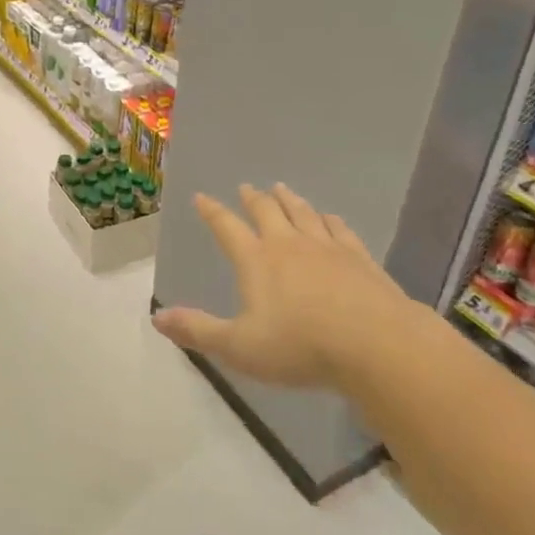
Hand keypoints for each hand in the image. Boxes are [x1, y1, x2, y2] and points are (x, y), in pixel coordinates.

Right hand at [152, 184, 420, 388]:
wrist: (377, 345)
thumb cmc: (301, 347)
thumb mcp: (239, 347)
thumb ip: (198, 331)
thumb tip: (157, 317)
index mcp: (257, 260)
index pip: (227, 227)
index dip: (213, 212)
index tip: (202, 197)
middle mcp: (289, 244)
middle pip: (267, 211)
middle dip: (253, 199)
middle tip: (247, 187)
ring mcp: (328, 247)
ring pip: (303, 213)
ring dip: (289, 200)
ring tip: (281, 188)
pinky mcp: (360, 258)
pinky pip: (339, 229)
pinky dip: (328, 219)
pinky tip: (329, 217)